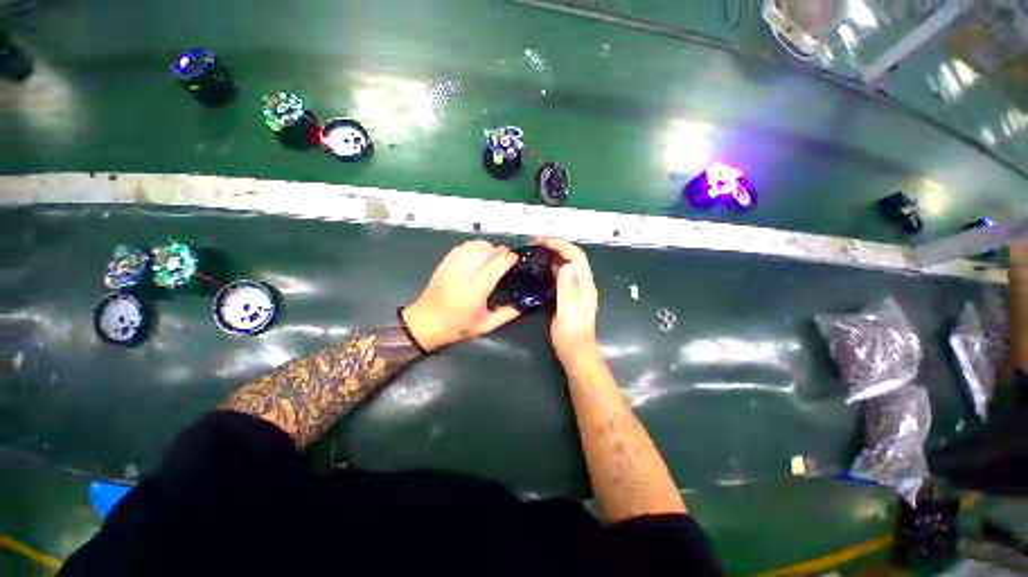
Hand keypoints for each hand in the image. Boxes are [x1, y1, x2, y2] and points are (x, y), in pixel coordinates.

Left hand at [402, 240, 520, 350]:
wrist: (424, 323)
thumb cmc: (456, 327)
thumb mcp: (485, 327)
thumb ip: (506, 314)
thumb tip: (522, 302)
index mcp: (473, 294)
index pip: (494, 267)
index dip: (508, 259)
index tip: (516, 259)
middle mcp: (461, 276)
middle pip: (484, 252)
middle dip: (500, 251)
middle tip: (508, 258)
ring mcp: (450, 267)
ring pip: (472, 246)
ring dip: (488, 247)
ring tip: (494, 255)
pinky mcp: (443, 263)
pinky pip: (462, 247)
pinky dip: (475, 246)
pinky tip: (479, 254)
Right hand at [535, 237, 598, 362]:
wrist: (577, 352)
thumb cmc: (571, 335)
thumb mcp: (568, 312)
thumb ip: (567, 289)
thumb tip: (565, 264)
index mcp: (585, 285)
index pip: (575, 256)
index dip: (560, 244)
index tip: (541, 241)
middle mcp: (583, 284)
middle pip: (573, 257)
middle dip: (556, 246)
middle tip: (535, 244)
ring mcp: (578, 290)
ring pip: (568, 265)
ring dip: (554, 255)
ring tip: (536, 252)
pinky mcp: (571, 296)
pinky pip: (563, 275)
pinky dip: (553, 267)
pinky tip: (542, 269)